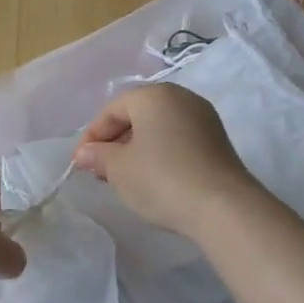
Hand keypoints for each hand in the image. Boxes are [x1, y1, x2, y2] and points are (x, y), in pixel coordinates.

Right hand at [71, 84, 262, 236]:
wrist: (222, 207)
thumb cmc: (161, 179)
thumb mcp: (119, 169)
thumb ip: (98, 156)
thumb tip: (85, 153)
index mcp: (154, 95)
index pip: (112, 109)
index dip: (92, 136)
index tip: (81, 164)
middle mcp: (182, 98)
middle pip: (137, 115)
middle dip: (114, 142)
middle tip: (100, 171)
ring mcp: (204, 119)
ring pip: (158, 128)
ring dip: (136, 149)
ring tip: (124, 177)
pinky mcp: (217, 141)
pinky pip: (177, 140)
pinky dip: (159, 154)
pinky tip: (152, 179)